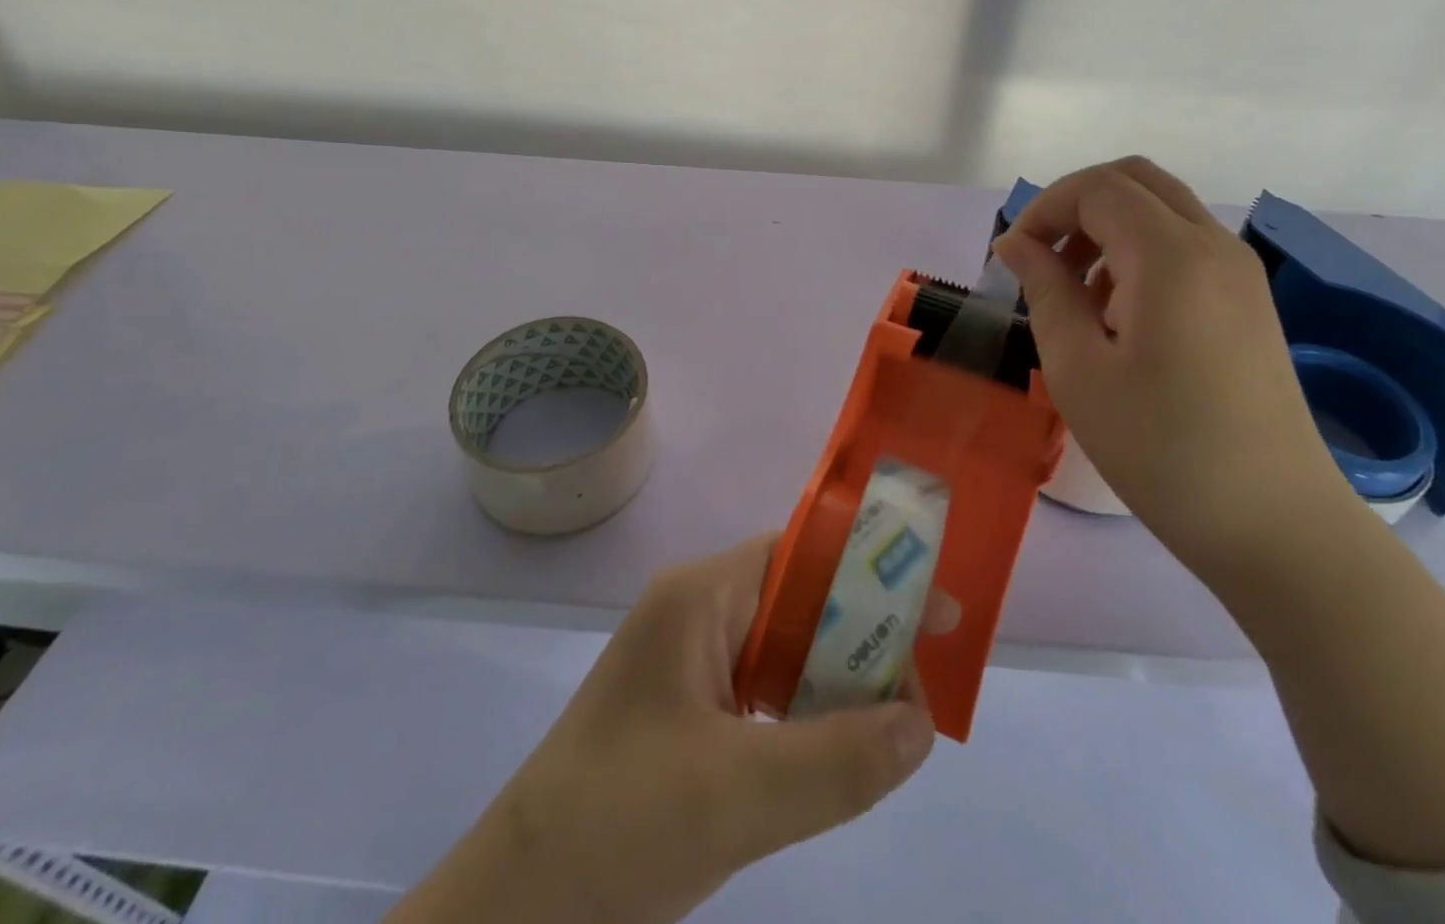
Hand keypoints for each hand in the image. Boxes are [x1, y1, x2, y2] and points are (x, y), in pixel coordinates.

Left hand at [389, 535, 936, 923]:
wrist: (512, 912)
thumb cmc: (616, 825)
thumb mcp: (737, 796)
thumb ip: (836, 759)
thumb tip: (922, 723)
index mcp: (700, 597)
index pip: (801, 557)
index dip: (869, 574)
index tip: (932, 614)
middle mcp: (696, 612)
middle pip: (798, 602)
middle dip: (861, 636)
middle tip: (923, 686)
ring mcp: (688, 661)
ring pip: (783, 651)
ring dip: (836, 680)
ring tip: (896, 720)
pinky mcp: (685, 710)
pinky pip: (762, 692)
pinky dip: (805, 714)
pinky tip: (836, 751)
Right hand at [993, 156, 1352, 564]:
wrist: (1275, 524)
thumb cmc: (1161, 448)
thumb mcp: (1077, 368)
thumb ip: (1044, 289)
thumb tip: (1016, 242)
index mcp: (1171, 256)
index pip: (1097, 187)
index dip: (1044, 208)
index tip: (1013, 258)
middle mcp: (1214, 245)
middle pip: (1135, 179)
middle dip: (1075, 204)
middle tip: (1042, 257)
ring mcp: (1240, 272)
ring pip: (1162, 208)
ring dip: (1107, 226)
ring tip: (1075, 291)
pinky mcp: (1249, 301)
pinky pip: (1185, 243)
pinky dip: (1139, 249)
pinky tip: (1119, 313)